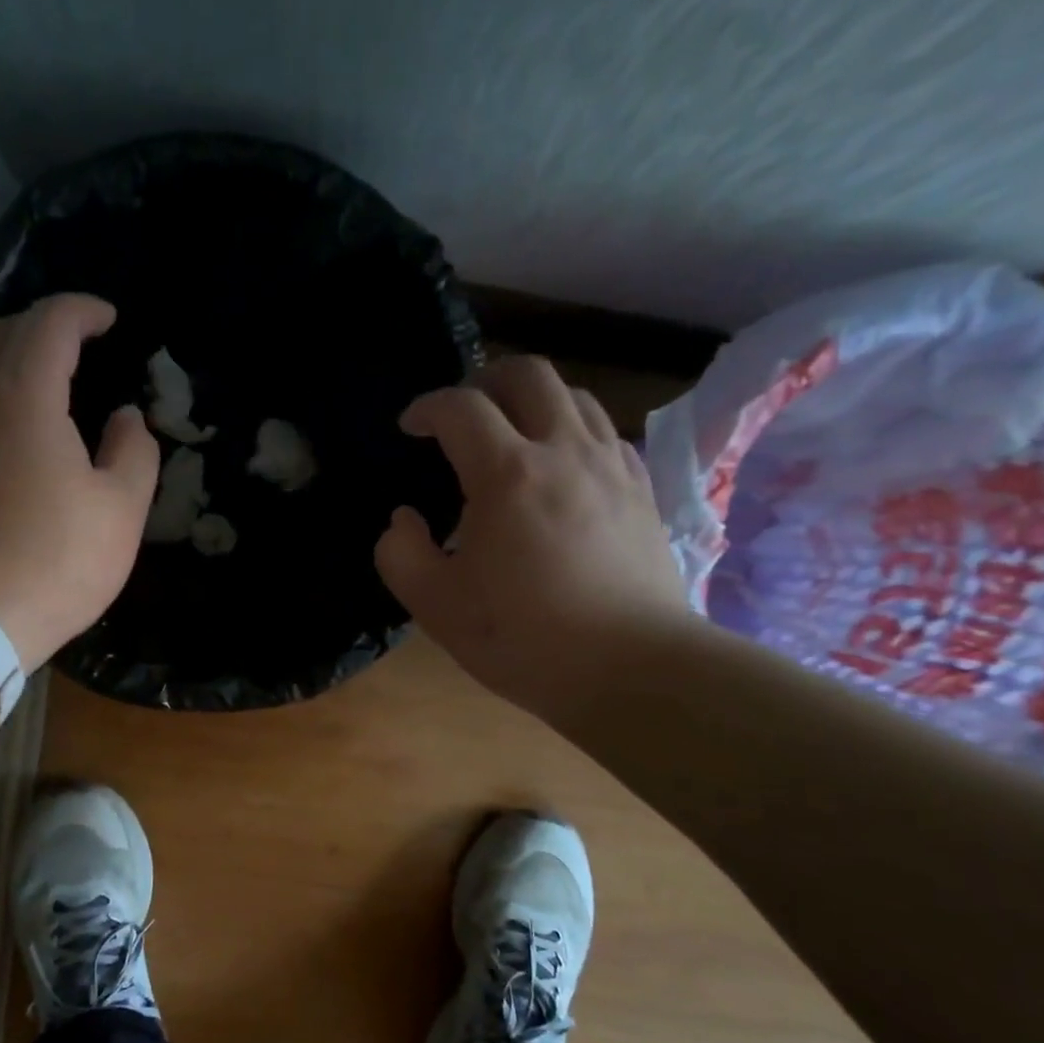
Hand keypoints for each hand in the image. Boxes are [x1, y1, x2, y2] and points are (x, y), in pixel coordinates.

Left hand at [0, 294, 158, 669]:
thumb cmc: (52, 561)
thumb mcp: (120, 511)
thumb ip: (133, 452)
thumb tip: (125, 416)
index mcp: (24, 395)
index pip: (50, 323)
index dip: (82, 311)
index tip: (108, 318)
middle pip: (1, 335)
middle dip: (42, 328)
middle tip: (78, 344)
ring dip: (12, 365)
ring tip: (49, 390)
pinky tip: (12, 441)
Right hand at [375, 356, 694, 717]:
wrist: (631, 668)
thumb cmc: (524, 638)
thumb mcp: (436, 606)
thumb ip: (400, 554)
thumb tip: (403, 520)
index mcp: (507, 474)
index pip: (460, 408)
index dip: (427, 407)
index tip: (411, 427)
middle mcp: (564, 451)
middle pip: (527, 374)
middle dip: (484, 381)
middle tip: (462, 415)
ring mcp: (611, 466)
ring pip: (574, 395)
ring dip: (533, 401)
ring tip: (511, 435)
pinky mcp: (642, 489)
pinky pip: (605, 432)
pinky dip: (573, 431)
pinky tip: (561, 469)